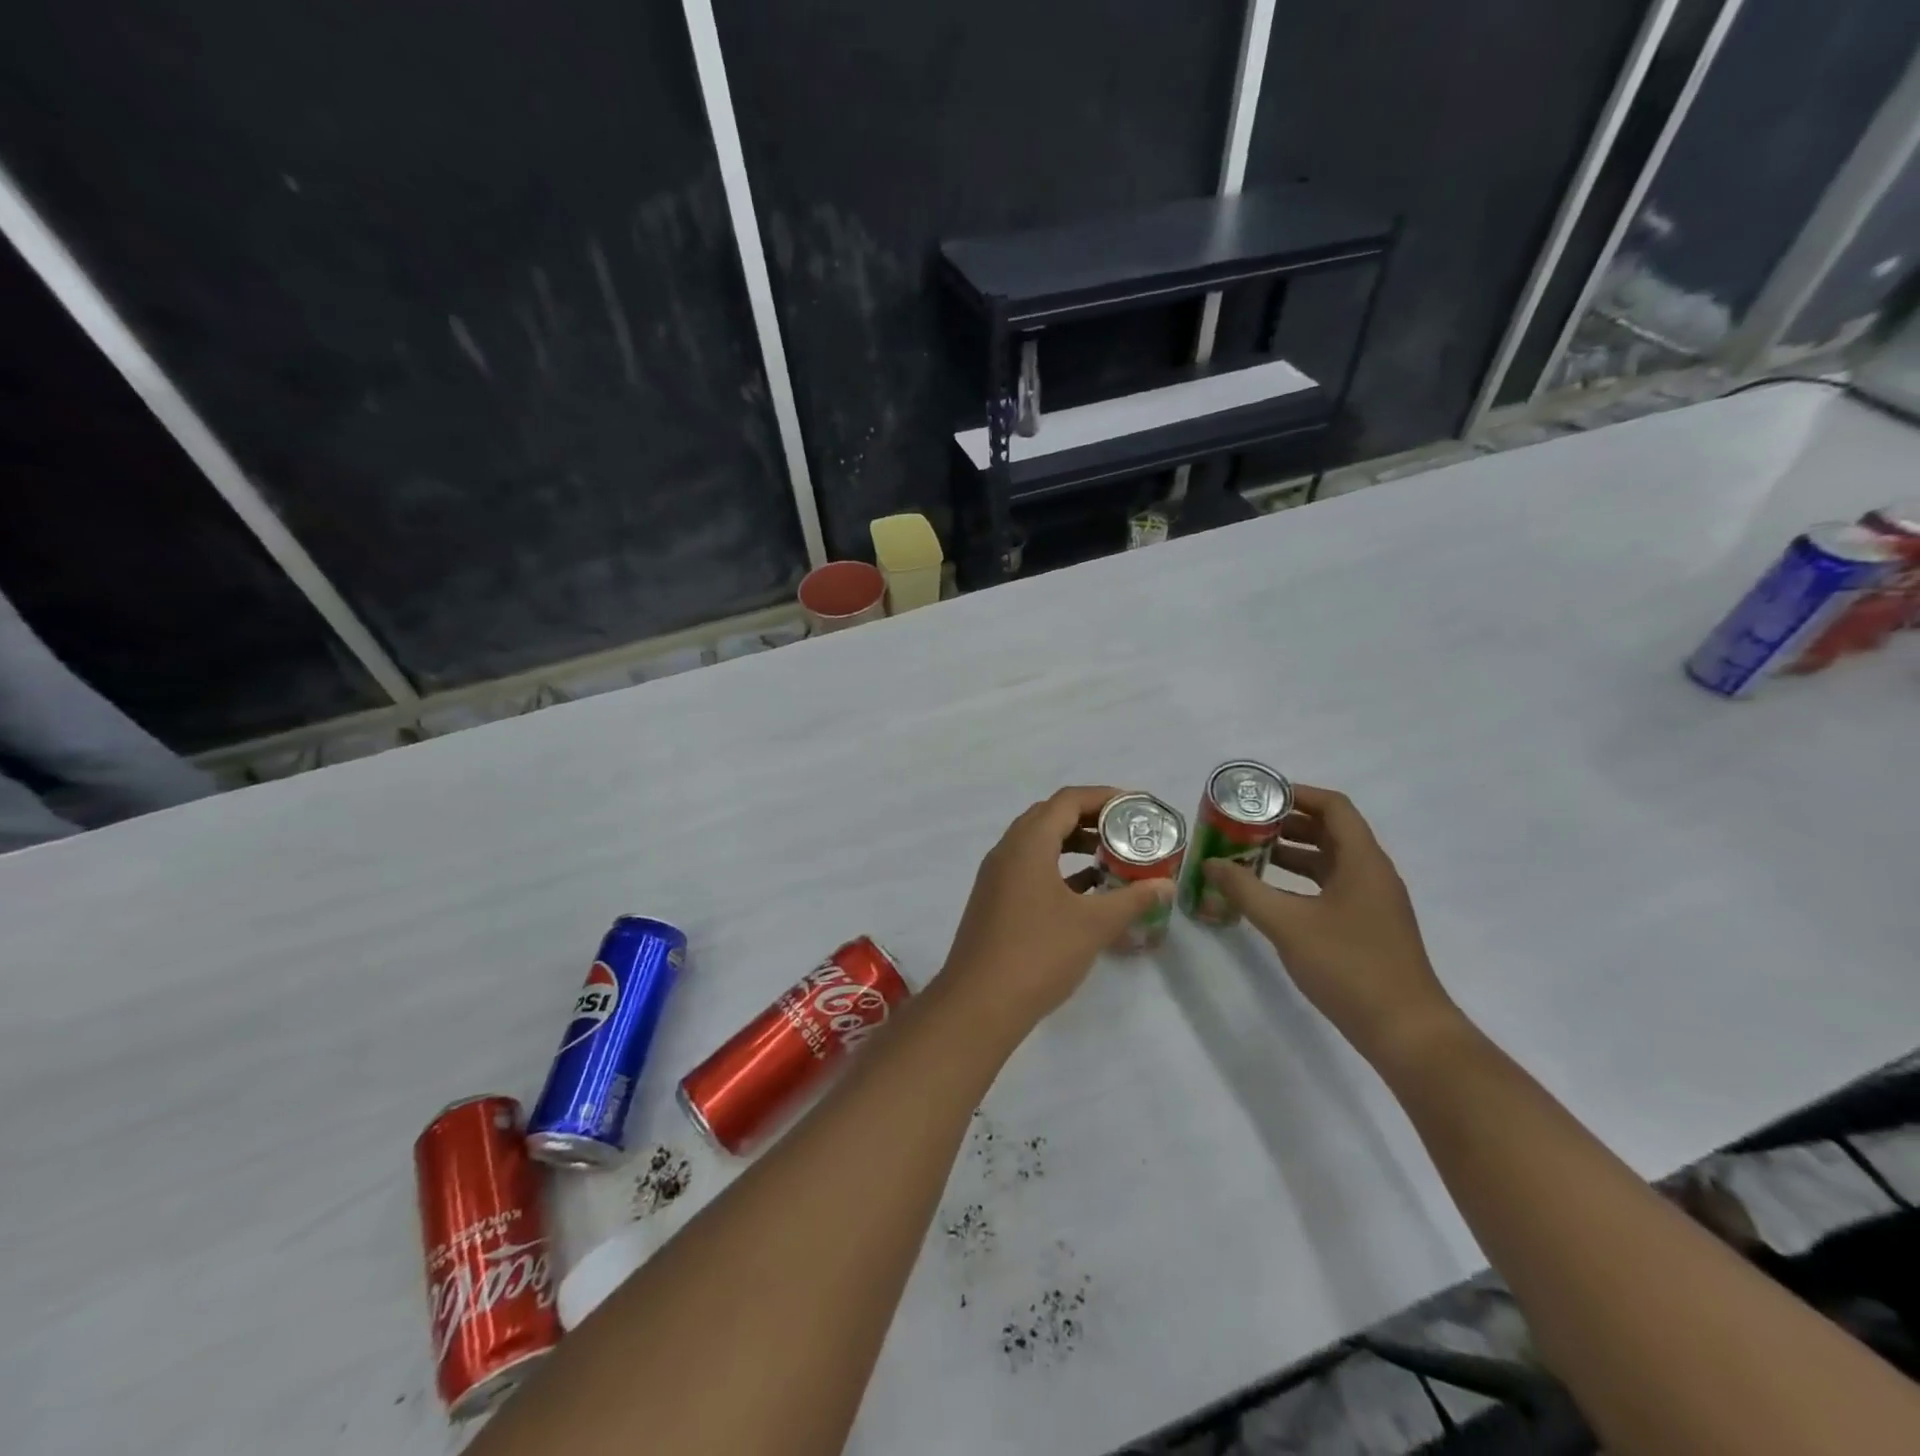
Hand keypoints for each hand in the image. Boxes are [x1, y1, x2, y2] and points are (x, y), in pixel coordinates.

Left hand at [940, 786, 1173, 1034]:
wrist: (978, 1004)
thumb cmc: (1038, 954)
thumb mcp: (1093, 925)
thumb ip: (1131, 900)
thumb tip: (1165, 886)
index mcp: (1027, 844)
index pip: (1067, 800)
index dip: (1104, 797)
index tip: (1136, 807)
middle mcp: (1007, 851)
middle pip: (1050, 817)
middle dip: (1089, 818)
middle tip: (1126, 830)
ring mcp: (996, 877)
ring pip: (1038, 844)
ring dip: (1072, 844)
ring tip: (1110, 856)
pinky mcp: (994, 901)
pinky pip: (1030, 869)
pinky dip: (1058, 869)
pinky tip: (1085, 891)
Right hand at [1203, 783, 1463, 1066]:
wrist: (1405, 1030)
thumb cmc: (1348, 966)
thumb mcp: (1287, 924)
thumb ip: (1245, 890)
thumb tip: (1211, 863)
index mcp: (1363, 861)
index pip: (1334, 807)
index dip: (1298, 794)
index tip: (1259, 797)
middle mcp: (1373, 873)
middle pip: (1330, 831)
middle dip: (1287, 824)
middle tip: (1245, 825)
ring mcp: (1373, 902)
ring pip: (1330, 861)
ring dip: (1292, 853)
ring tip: (1249, 855)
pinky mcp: (1368, 926)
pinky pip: (1332, 887)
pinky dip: (1301, 881)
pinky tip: (1271, 896)